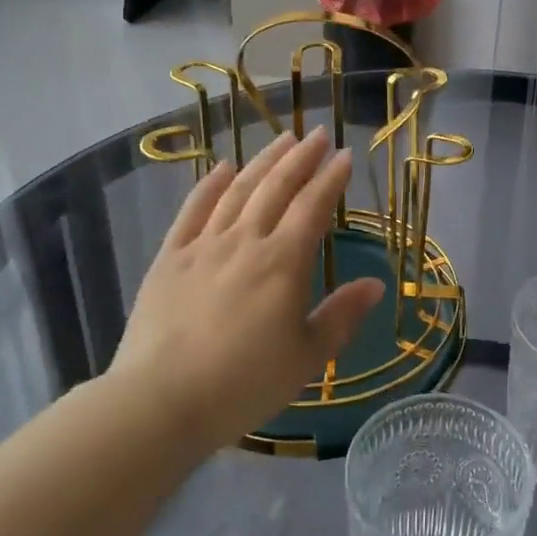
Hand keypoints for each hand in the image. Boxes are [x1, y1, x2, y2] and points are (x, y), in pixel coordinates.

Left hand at [111, 128, 386, 454]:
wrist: (160, 401)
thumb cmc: (243, 384)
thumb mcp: (307, 358)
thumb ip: (342, 316)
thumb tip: (376, 284)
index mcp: (283, 262)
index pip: (313, 206)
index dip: (331, 178)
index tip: (345, 155)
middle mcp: (245, 241)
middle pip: (277, 187)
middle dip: (301, 157)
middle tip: (319, 134)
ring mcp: (203, 245)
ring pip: (238, 190)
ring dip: (263, 161)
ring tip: (282, 139)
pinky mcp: (169, 258)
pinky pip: (193, 210)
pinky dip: (210, 184)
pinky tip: (223, 167)